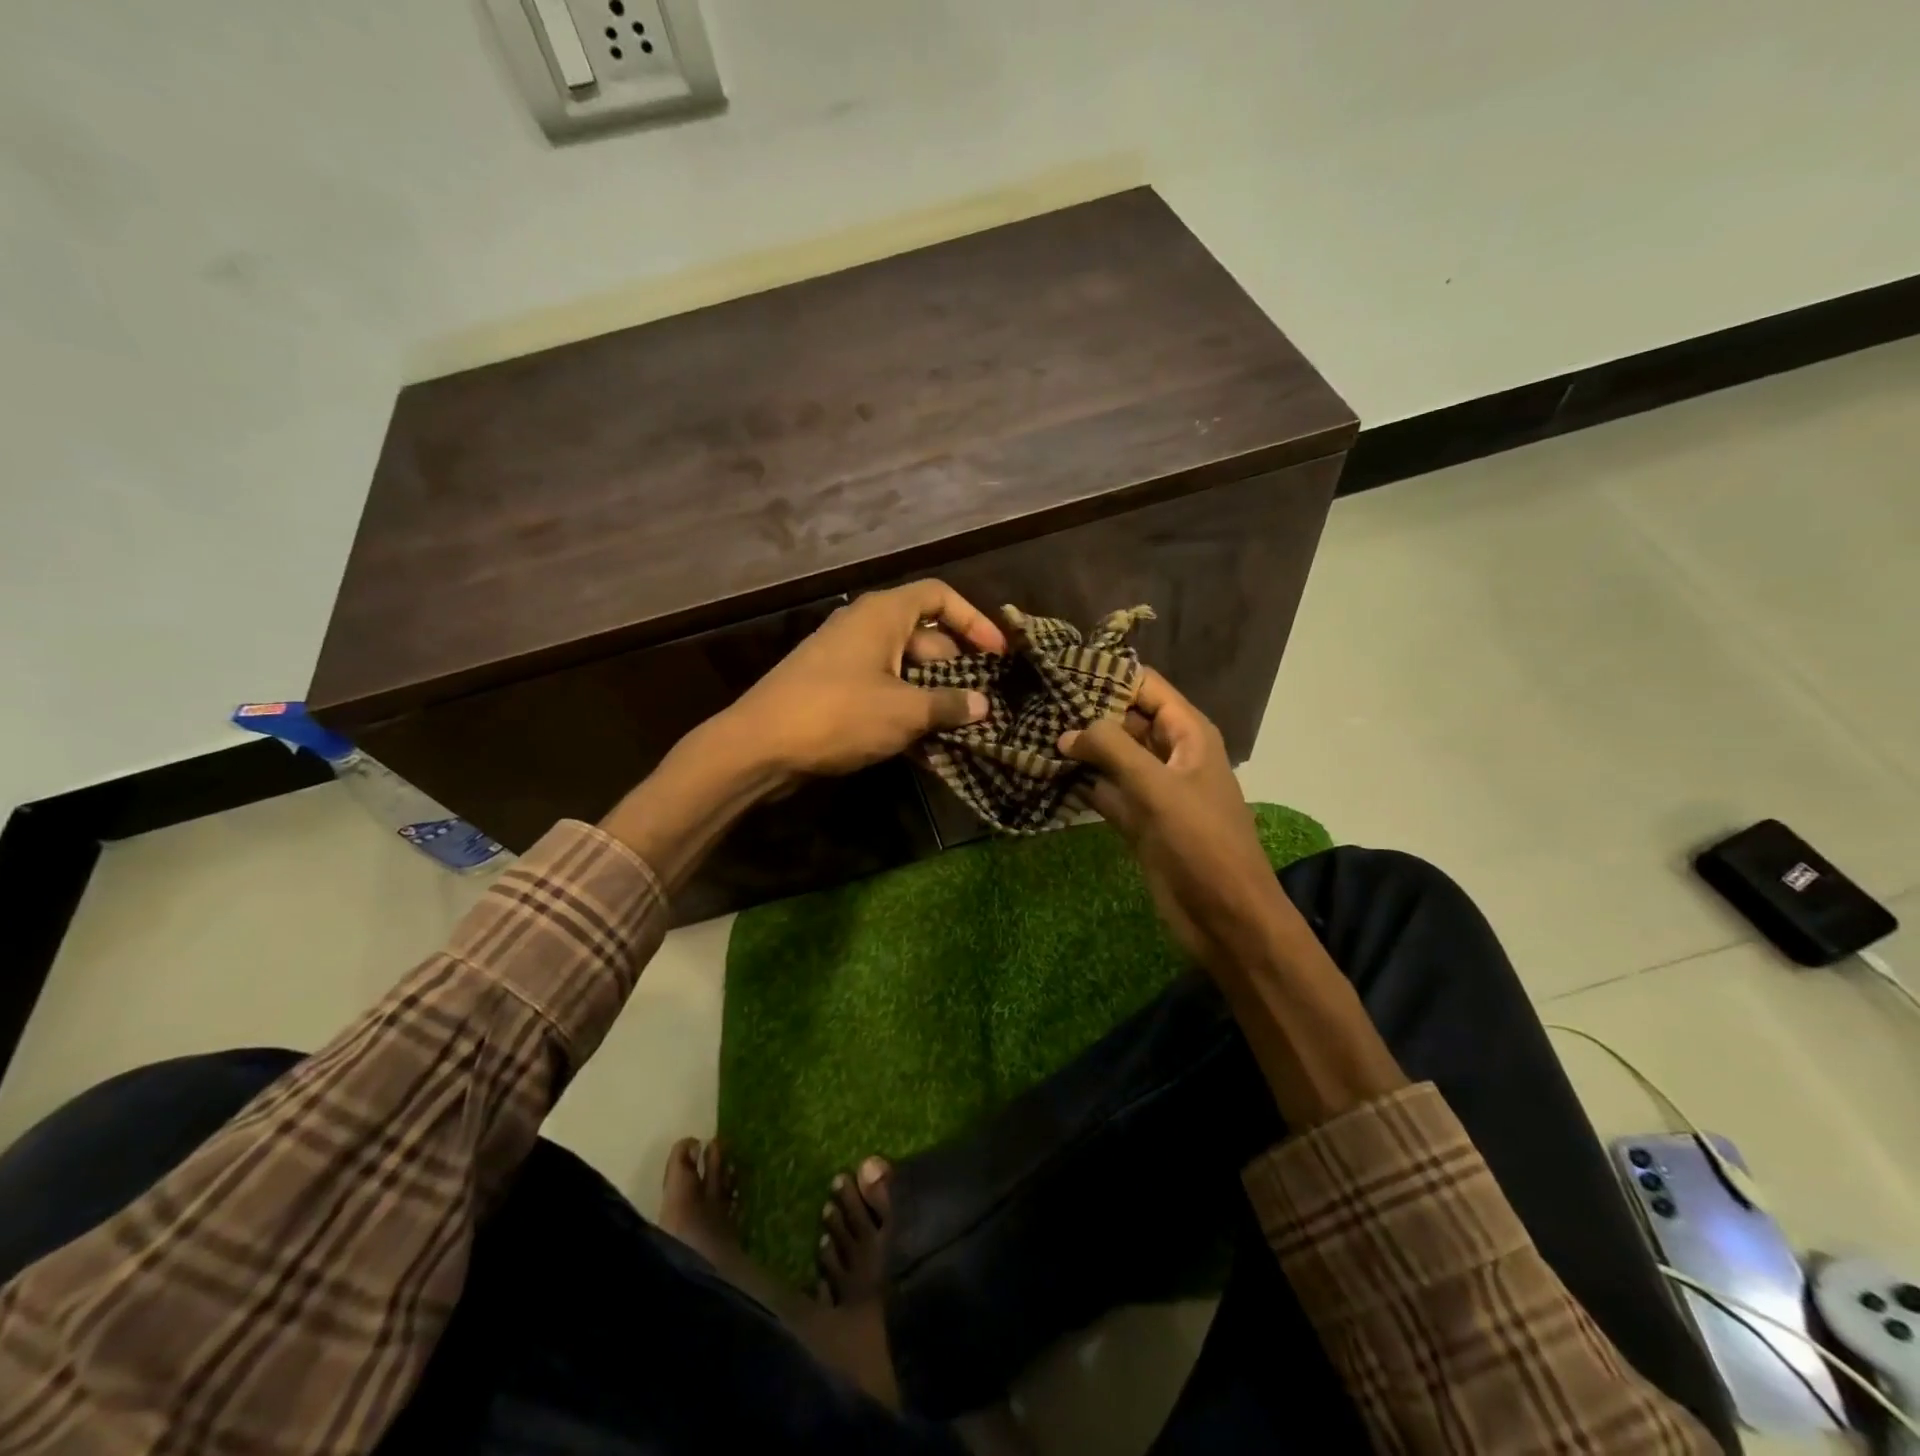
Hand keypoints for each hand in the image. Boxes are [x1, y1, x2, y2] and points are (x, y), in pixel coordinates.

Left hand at [716, 580, 1006, 783]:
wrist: (759, 746)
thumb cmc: (838, 714)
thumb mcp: (904, 711)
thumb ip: (949, 705)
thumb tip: (982, 705)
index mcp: (882, 614)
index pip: (939, 596)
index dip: (974, 621)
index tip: (998, 654)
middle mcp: (864, 627)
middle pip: (924, 635)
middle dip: (956, 667)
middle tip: (983, 701)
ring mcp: (846, 658)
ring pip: (904, 668)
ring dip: (933, 695)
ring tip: (962, 727)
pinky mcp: (833, 689)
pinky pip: (882, 690)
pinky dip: (906, 710)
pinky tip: (927, 745)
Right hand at [1059, 669, 1287, 974]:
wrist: (1226, 916)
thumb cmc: (1201, 842)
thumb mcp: (1158, 787)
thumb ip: (1112, 749)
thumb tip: (1067, 731)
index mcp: (1188, 734)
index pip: (1145, 687)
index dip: (1106, 675)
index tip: (1059, 669)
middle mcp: (1170, 754)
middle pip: (1125, 719)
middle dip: (1085, 711)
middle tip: (1034, 701)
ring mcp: (1153, 788)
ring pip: (1112, 756)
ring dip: (1079, 748)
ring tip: (1031, 731)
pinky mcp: (1139, 820)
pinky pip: (1106, 791)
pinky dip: (1081, 784)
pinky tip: (1045, 775)